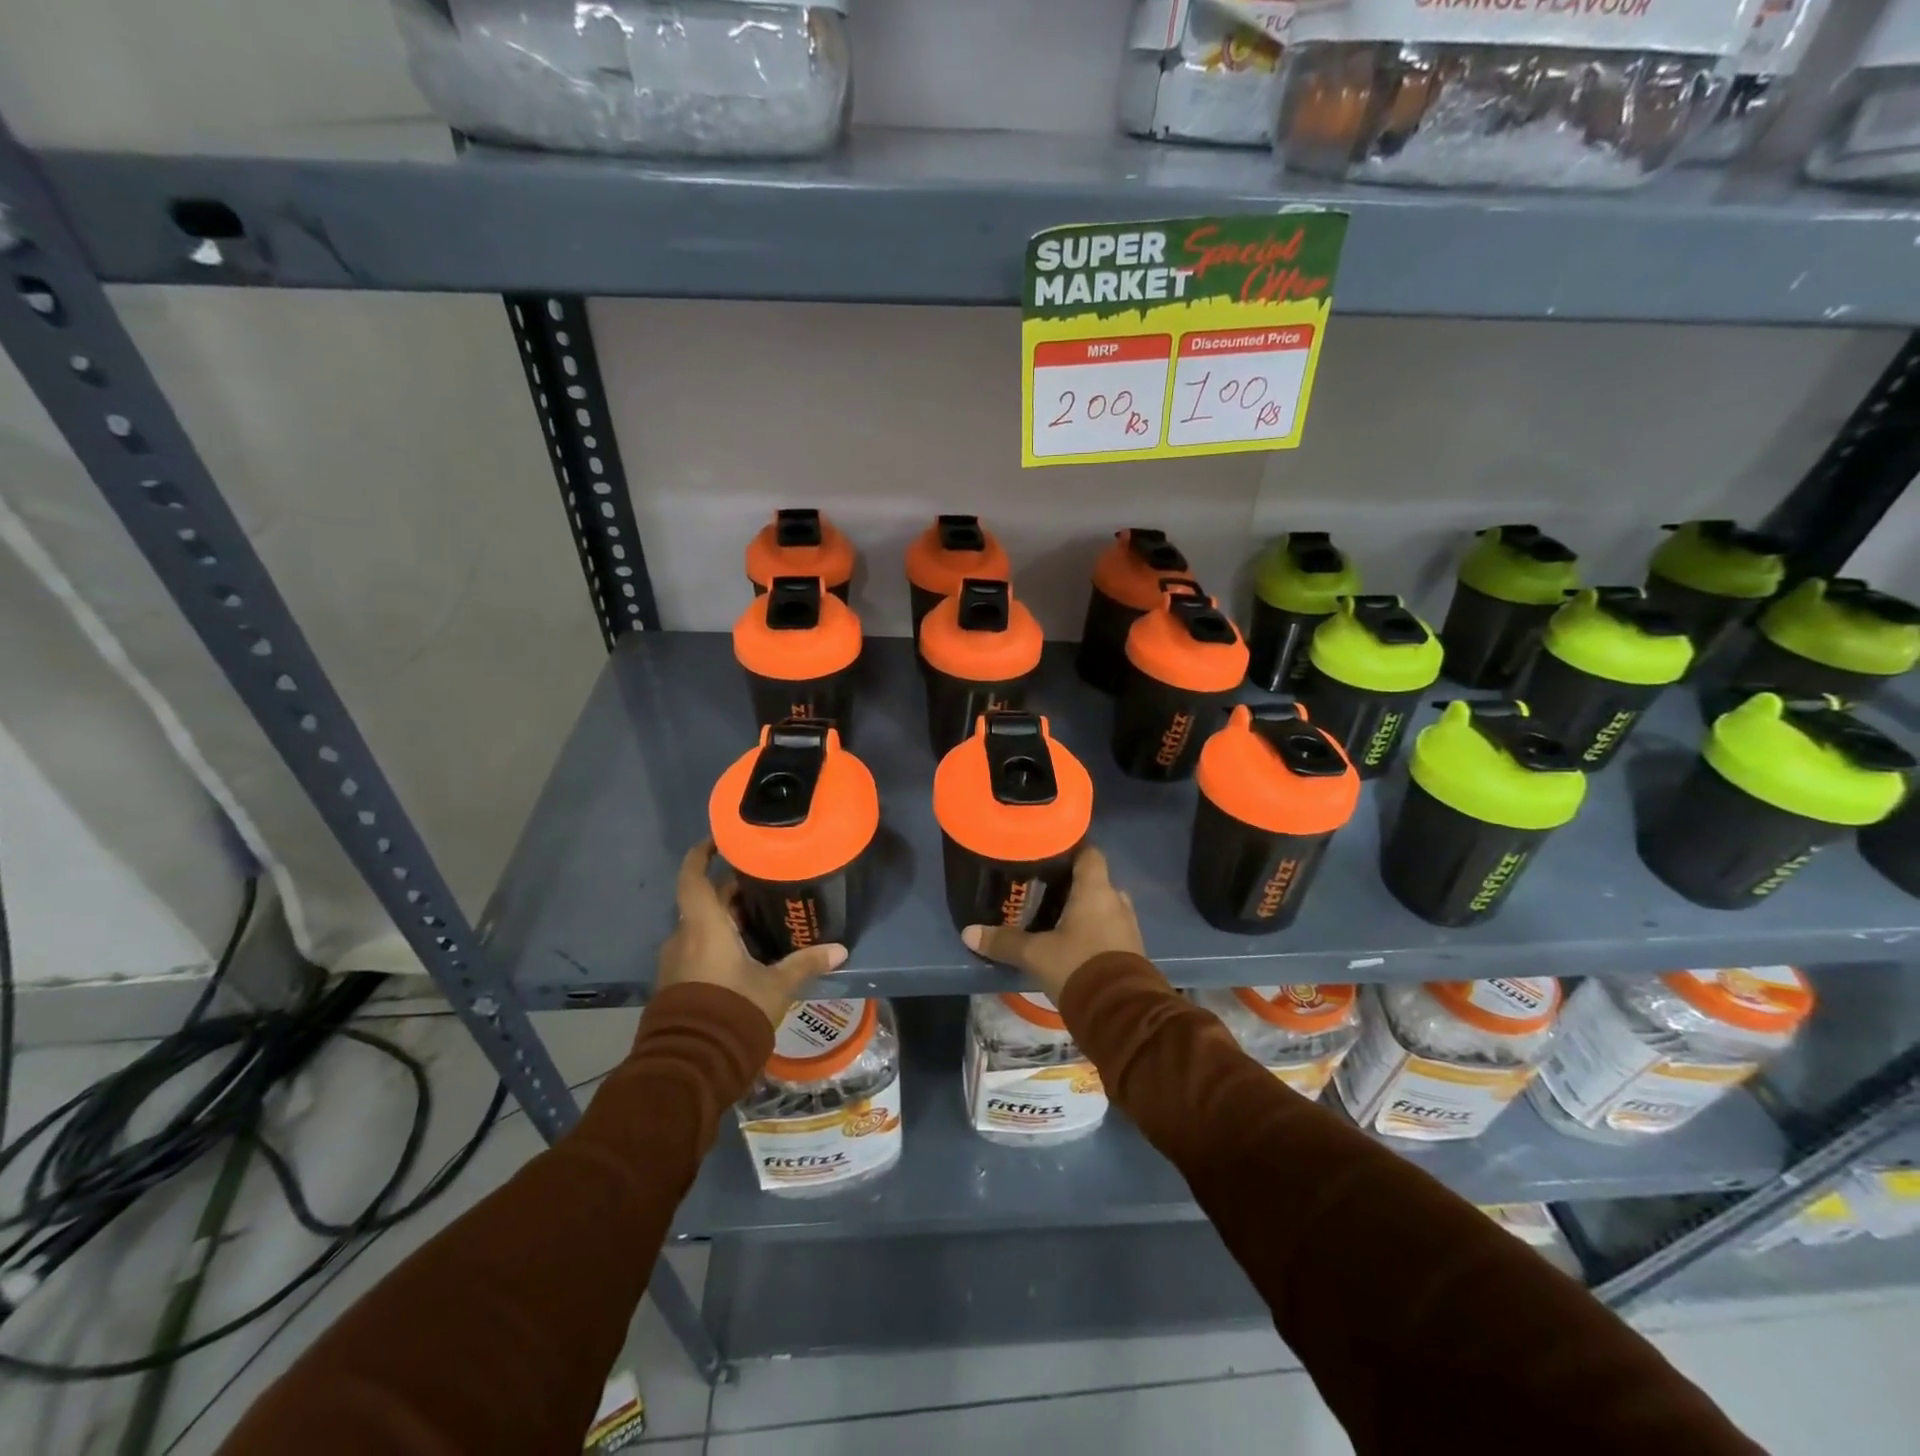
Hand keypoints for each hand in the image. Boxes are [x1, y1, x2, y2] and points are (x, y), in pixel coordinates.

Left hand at [657, 841, 846, 1027]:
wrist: (691, 1065)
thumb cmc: (733, 1011)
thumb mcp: (776, 986)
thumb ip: (805, 964)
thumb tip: (840, 950)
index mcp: (704, 927)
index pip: (693, 877)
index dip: (701, 854)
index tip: (719, 840)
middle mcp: (684, 937)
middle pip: (705, 903)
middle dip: (731, 893)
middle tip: (764, 887)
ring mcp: (675, 962)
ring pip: (701, 928)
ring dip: (725, 921)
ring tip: (760, 921)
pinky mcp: (675, 984)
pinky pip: (696, 951)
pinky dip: (717, 944)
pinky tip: (745, 956)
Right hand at [961, 846, 1143, 1000]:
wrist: (1120, 1014)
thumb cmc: (1078, 967)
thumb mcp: (1035, 955)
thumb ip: (1004, 942)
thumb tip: (968, 933)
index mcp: (1096, 890)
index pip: (1089, 852)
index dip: (1072, 848)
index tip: (1048, 852)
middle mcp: (1116, 901)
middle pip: (1095, 880)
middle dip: (1072, 884)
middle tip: (1043, 889)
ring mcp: (1128, 927)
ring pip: (1103, 906)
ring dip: (1084, 910)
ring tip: (1054, 916)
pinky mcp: (1132, 951)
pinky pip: (1110, 929)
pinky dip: (1093, 930)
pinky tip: (1071, 943)